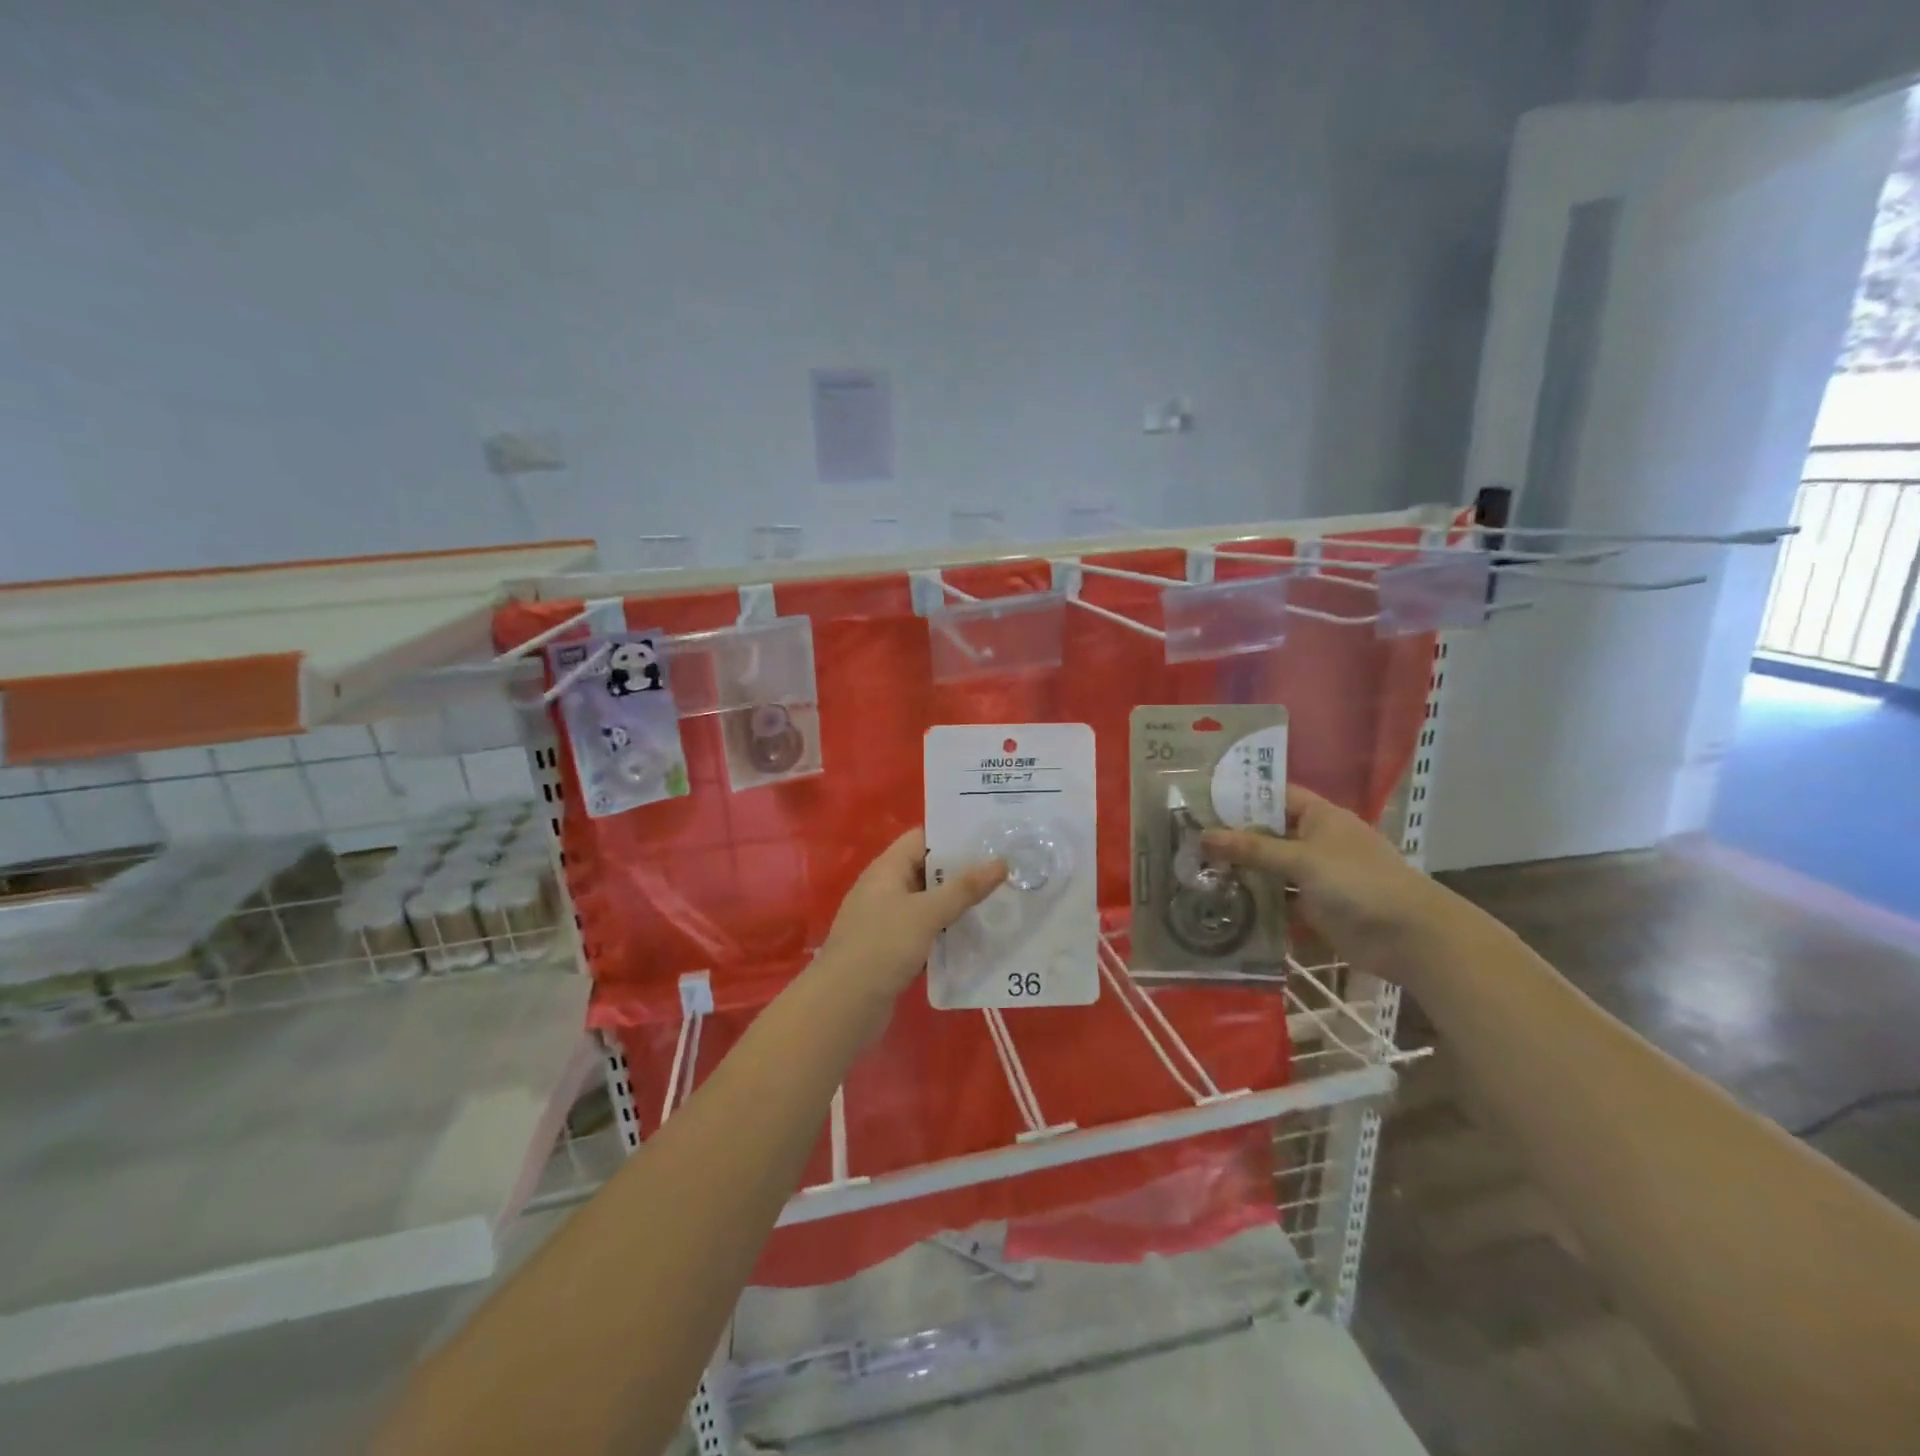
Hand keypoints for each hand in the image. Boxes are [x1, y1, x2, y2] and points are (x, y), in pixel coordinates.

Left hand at [814, 829, 1006, 1016]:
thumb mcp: (927, 913)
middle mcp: (885, 889)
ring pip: (928, 904)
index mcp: (886, 870)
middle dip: (962, 873)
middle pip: (927, 871)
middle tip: (1004, 873)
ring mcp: (886, 921)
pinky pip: (924, 933)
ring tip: (997, 904)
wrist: (843, 1006)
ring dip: (956, 906)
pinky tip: (974, 939)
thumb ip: (964, 888)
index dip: (952, 837)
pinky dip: (945, 934)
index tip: (989, 840)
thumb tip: (1001, 862)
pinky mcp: (891, 950)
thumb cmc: (882, 947)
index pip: (921, 839)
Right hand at [1202, 785, 1443, 960]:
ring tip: (1195, 870)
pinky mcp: (1313, 907)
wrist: (1408, 937)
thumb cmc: (1358, 882)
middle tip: (1188, 838)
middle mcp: (1316, 842)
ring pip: (1270, 868)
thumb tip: (1203, 836)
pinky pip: (1277, 899)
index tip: (1203, 799)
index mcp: (1320, 817)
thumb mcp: (1302, 859)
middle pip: (1268, 833)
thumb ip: (1253, 849)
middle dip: (1233, 837)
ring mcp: (1315, 876)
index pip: (1276, 796)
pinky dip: (1255, 901)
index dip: (1243, 796)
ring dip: (1241, 871)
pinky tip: (1221, 902)